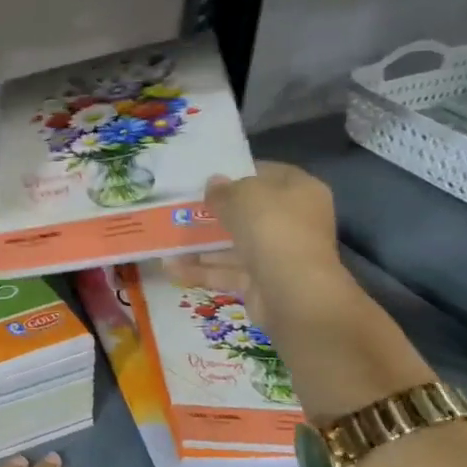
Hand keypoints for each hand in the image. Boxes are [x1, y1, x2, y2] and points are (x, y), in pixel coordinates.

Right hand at [166, 162, 346, 325]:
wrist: (293, 293)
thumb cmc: (273, 229)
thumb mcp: (243, 196)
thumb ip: (224, 190)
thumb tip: (214, 184)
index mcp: (300, 191)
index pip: (268, 174)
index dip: (238, 173)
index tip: (207, 177)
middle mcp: (293, 221)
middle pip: (249, 212)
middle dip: (215, 212)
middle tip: (182, 208)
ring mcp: (278, 254)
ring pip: (235, 244)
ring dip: (202, 244)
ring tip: (167, 239)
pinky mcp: (262, 282)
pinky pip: (228, 272)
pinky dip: (202, 270)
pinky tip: (171, 268)